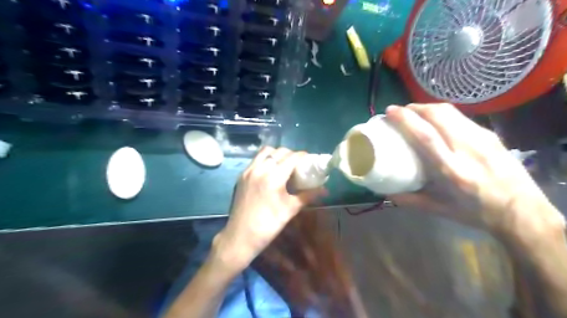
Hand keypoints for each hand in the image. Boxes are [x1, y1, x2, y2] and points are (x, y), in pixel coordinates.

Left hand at [213, 146, 328, 270]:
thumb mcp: (290, 210)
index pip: (292, 157)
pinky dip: (266, 159)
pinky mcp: (241, 176)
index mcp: (273, 177)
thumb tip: (325, 190)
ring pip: (265, 152)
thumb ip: (308, 196)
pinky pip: (256, 159)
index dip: (303, 156)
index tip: (310, 160)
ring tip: (284, 165)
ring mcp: (248, 171)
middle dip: (292, 155)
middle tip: (299, 165)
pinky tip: (271, 172)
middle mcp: (260, 169)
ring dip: (277, 154)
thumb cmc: (268, 225)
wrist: (240, 237)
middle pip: (279, 152)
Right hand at [383, 103, 563, 238]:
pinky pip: (460, 117)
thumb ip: (411, 200)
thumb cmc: (477, 212)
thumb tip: (388, 192)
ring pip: (451, 111)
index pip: (426, 136)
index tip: (390, 111)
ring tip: (415, 113)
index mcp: (452, 171)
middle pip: (439, 115)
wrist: (523, 212)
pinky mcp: (491, 135)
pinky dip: (442, 114)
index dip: (406, 119)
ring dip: (428, 107)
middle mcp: (468, 150)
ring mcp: (483, 139)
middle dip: (415, 107)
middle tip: (400, 111)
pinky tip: (436, 121)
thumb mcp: (440, 210)